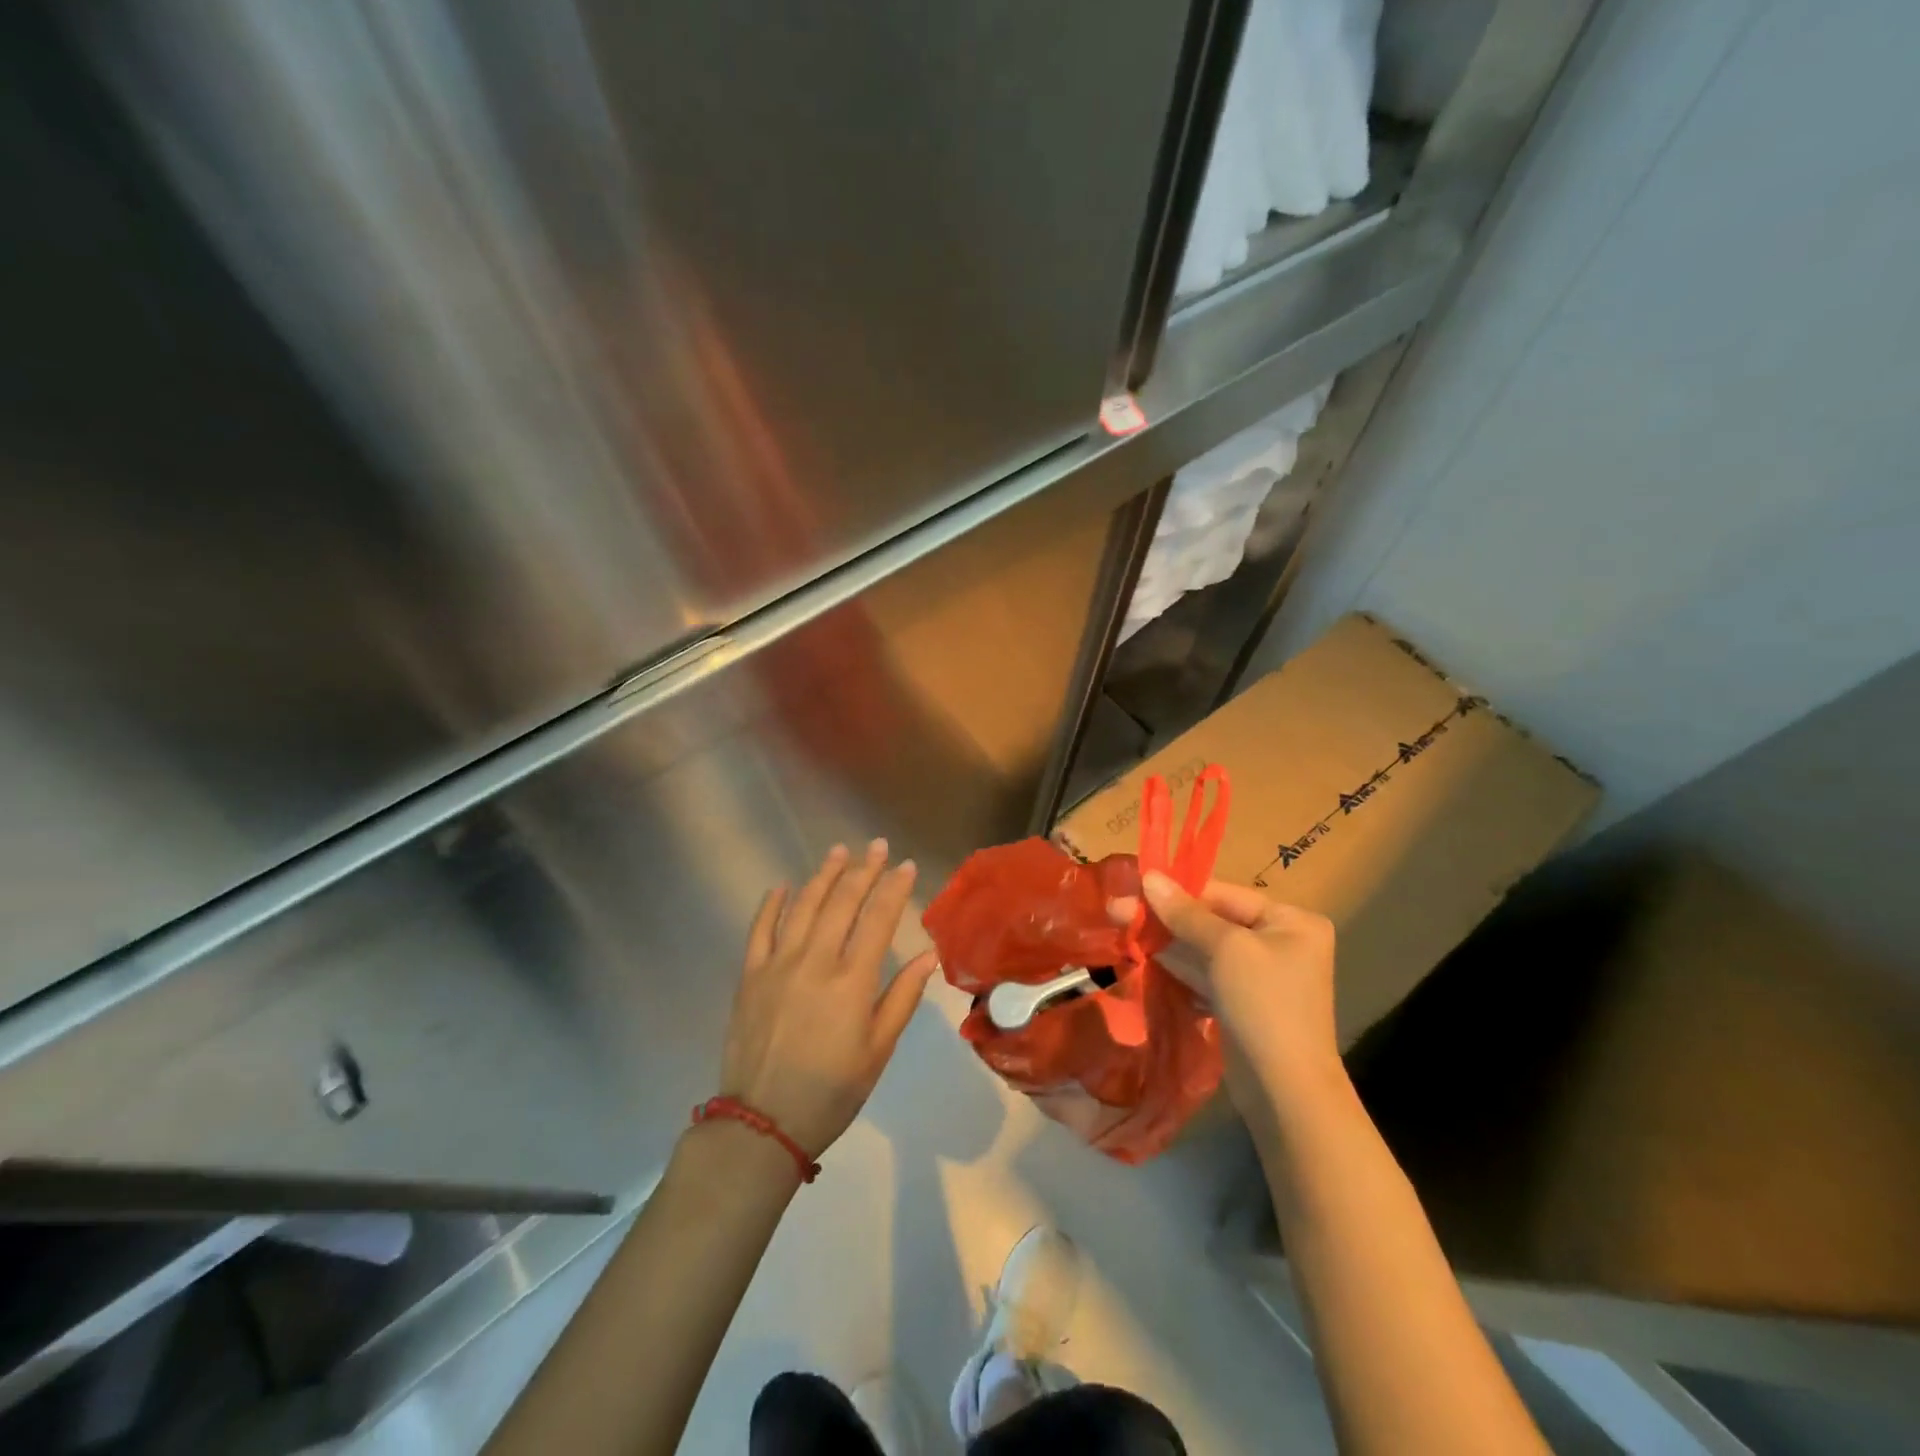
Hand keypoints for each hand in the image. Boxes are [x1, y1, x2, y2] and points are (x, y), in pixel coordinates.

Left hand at [719, 840, 938, 1159]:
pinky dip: (771, 904)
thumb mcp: (878, 1051)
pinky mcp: (750, 976)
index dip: (894, 888)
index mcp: (852, 981)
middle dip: (863, 870)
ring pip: (803, 906)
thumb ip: (903, 998)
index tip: (906, 865)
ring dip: (823, 876)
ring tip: (839, 852)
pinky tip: (782, 885)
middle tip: (876, 845)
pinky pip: (760, 930)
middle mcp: (815, 961)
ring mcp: (778, 965)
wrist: (762, 1123)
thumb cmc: (831, 1091)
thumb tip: (929, 955)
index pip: (878, 920)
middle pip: (842, 903)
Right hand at [1112, 872, 1341, 1107]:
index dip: (1179, 890)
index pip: (1225, 894)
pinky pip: (1206, 974)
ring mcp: (1260, 975)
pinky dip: (1178, 967)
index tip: (1136, 885)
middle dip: (1166, 917)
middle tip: (1117, 909)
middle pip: (1213, 920)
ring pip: (1205, 948)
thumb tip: (1149, 877)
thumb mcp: (1225, 949)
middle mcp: (1280, 942)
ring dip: (1166, 941)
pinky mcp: (1241, 1002)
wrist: (1284, 1090)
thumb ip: (1185, 912)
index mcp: (1291, 921)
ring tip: (1121, 928)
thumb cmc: (1263, 1004)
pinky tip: (1143, 956)